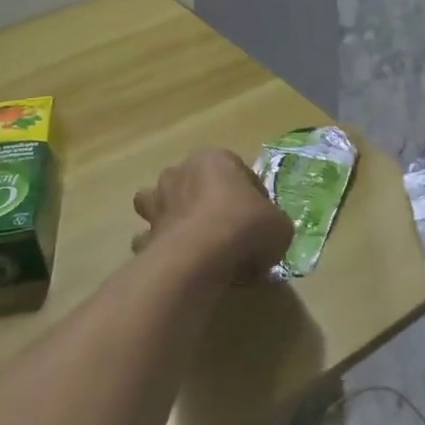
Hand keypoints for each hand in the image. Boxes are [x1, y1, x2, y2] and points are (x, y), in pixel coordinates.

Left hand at [133, 149, 293, 283]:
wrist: (199, 256)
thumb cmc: (244, 226)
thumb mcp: (279, 225)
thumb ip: (273, 224)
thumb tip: (266, 236)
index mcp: (214, 159)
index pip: (238, 171)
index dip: (253, 198)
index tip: (261, 222)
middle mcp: (180, 172)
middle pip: (198, 185)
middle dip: (211, 205)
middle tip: (232, 234)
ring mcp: (157, 202)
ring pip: (166, 205)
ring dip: (179, 219)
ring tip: (200, 246)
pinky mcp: (145, 233)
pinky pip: (155, 239)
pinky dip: (166, 249)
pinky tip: (183, 265)